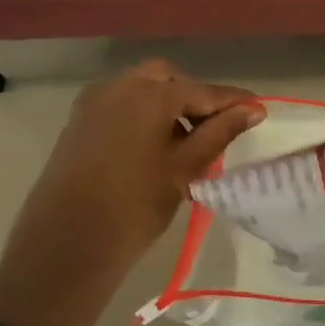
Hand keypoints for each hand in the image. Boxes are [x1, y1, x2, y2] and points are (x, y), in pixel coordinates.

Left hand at [0, 61, 262, 325]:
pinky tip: (155, 148)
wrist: (66, 245)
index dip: (232, 101)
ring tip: (187, 143)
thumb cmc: (135, 205)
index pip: (202, 91)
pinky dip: (143, 115)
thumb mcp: (185, 168)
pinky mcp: (78, 123)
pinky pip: (120, 105)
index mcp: (149, 95)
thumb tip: (253, 108)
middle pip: (167, 80)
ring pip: (141, 90)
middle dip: (194, 97)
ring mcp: (93, 103)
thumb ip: (220, 133)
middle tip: (215, 128)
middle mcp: (119, 87)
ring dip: (167, 106)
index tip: (258, 110)